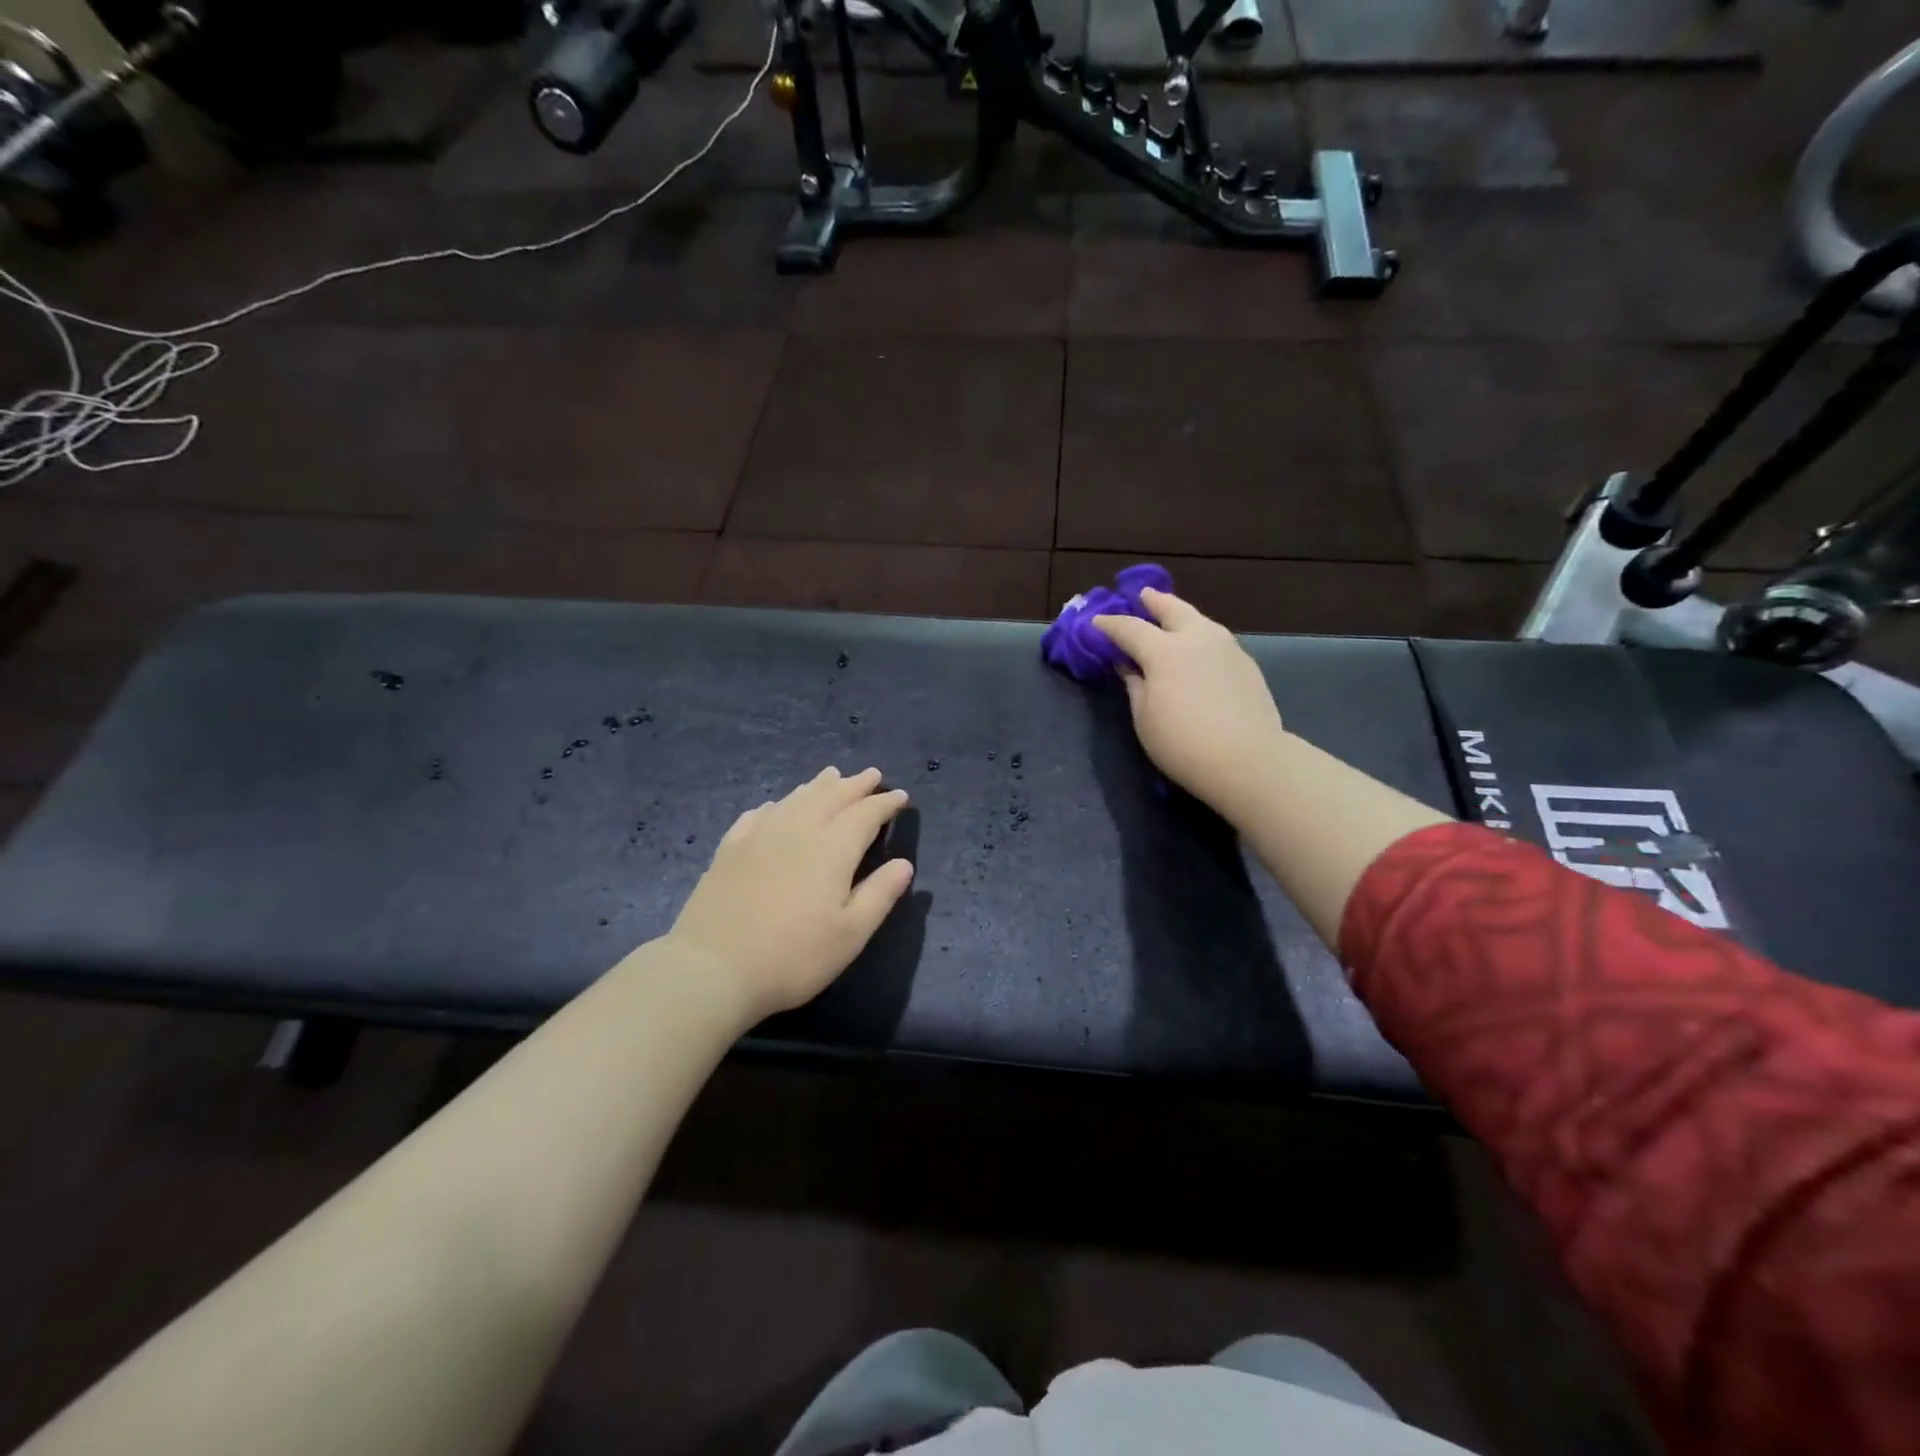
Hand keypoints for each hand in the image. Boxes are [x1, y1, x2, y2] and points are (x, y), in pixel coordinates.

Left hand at [667, 767, 913, 1023]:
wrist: (712, 969)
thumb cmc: (793, 957)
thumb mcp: (850, 934)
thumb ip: (879, 894)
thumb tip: (903, 864)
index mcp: (832, 849)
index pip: (865, 814)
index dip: (884, 803)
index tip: (901, 796)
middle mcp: (798, 830)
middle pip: (831, 796)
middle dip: (855, 784)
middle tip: (871, 774)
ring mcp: (759, 836)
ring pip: (795, 799)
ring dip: (818, 785)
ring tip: (831, 775)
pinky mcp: (730, 849)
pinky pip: (759, 815)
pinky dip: (776, 805)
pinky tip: (775, 806)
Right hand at [1092, 589, 1287, 817]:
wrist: (1247, 759)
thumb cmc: (1182, 743)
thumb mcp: (1144, 718)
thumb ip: (1135, 686)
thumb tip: (1128, 667)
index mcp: (1164, 650)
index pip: (1129, 628)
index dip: (1109, 625)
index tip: (1096, 623)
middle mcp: (1196, 638)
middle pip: (1172, 609)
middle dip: (1154, 601)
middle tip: (1142, 595)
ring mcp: (1226, 648)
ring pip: (1200, 620)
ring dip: (1182, 615)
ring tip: (1172, 617)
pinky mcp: (1246, 664)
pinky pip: (1216, 639)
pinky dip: (1200, 636)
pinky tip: (1197, 649)